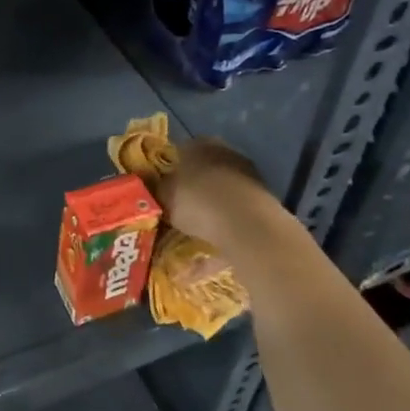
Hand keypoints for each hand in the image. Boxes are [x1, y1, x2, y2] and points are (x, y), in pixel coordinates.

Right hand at [150, 138, 281, 254]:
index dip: (167, 170)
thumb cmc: (198, 200)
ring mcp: (247, 181)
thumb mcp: (164, 195)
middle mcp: (226, 156)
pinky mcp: (261, 208)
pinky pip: (231, 226)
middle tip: (171, 212)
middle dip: (188, 193)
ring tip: (185, 242)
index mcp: (201, 145)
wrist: (247, 225)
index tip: (157, 188)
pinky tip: (201, 265)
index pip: (180, 151)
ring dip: (205, 218)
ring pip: (219, 199)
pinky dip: (217, 242)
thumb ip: (155, 191)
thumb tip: (148, 190)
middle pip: (202, 174)